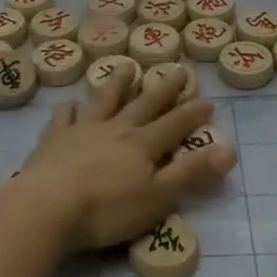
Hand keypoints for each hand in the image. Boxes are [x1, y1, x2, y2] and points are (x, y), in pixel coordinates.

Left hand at [11, 63, 234, 251]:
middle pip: (143, 104)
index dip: (192, 113)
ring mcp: (82, 130)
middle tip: (177, 69)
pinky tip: (71, 105)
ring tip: (127, 67)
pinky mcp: (53, 140)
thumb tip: (229, 149)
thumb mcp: (158, 197)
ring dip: (118, 83)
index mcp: (142, 145)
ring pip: (104, 99)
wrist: (46, 207)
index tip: (208, 99)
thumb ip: (192, 173)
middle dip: (163, 88)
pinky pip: (64, 117)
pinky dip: (70, 109)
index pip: (174, 125)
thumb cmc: (107, 209)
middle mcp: (115, 129)